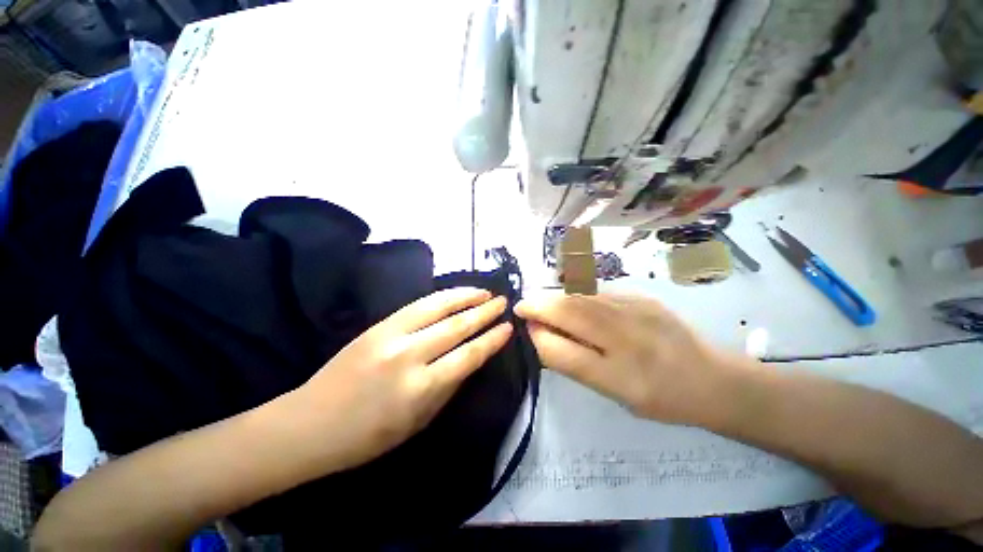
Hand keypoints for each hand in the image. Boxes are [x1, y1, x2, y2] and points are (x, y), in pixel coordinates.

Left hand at [293, 288, 511, 469]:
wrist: (311, 423)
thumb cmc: (368, 436)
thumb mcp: (418, 421)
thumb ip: (448, 387)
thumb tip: (471, 359)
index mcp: (420, 389)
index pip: (468, 356)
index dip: (491, 340)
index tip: (508, 328)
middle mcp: (409, 356)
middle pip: (456, 326)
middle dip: (484, 312)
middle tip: (503, 302)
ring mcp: (391, 336)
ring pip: (438, 308)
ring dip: (465, 297)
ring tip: (485, 291)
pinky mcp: (378, 325)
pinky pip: (418, 305)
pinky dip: (442, 297)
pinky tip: (455, 294)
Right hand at [515, 293, 739, 425]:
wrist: (713, 378)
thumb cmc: (661, 398)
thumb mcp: (615, 395)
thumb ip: (575, 363)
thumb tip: (542, 334)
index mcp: (621, 379)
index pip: (560, 351)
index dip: (536, 336)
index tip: (525, 328)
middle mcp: (628, 341)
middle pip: (568, 312)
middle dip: (537, 305)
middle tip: (522, 306)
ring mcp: (637, 311)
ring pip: (580, 296)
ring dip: (553, 297)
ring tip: (541, 302)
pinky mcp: (642, 296)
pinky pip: (597, 292)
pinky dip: (575, 294)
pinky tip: (571, 300)